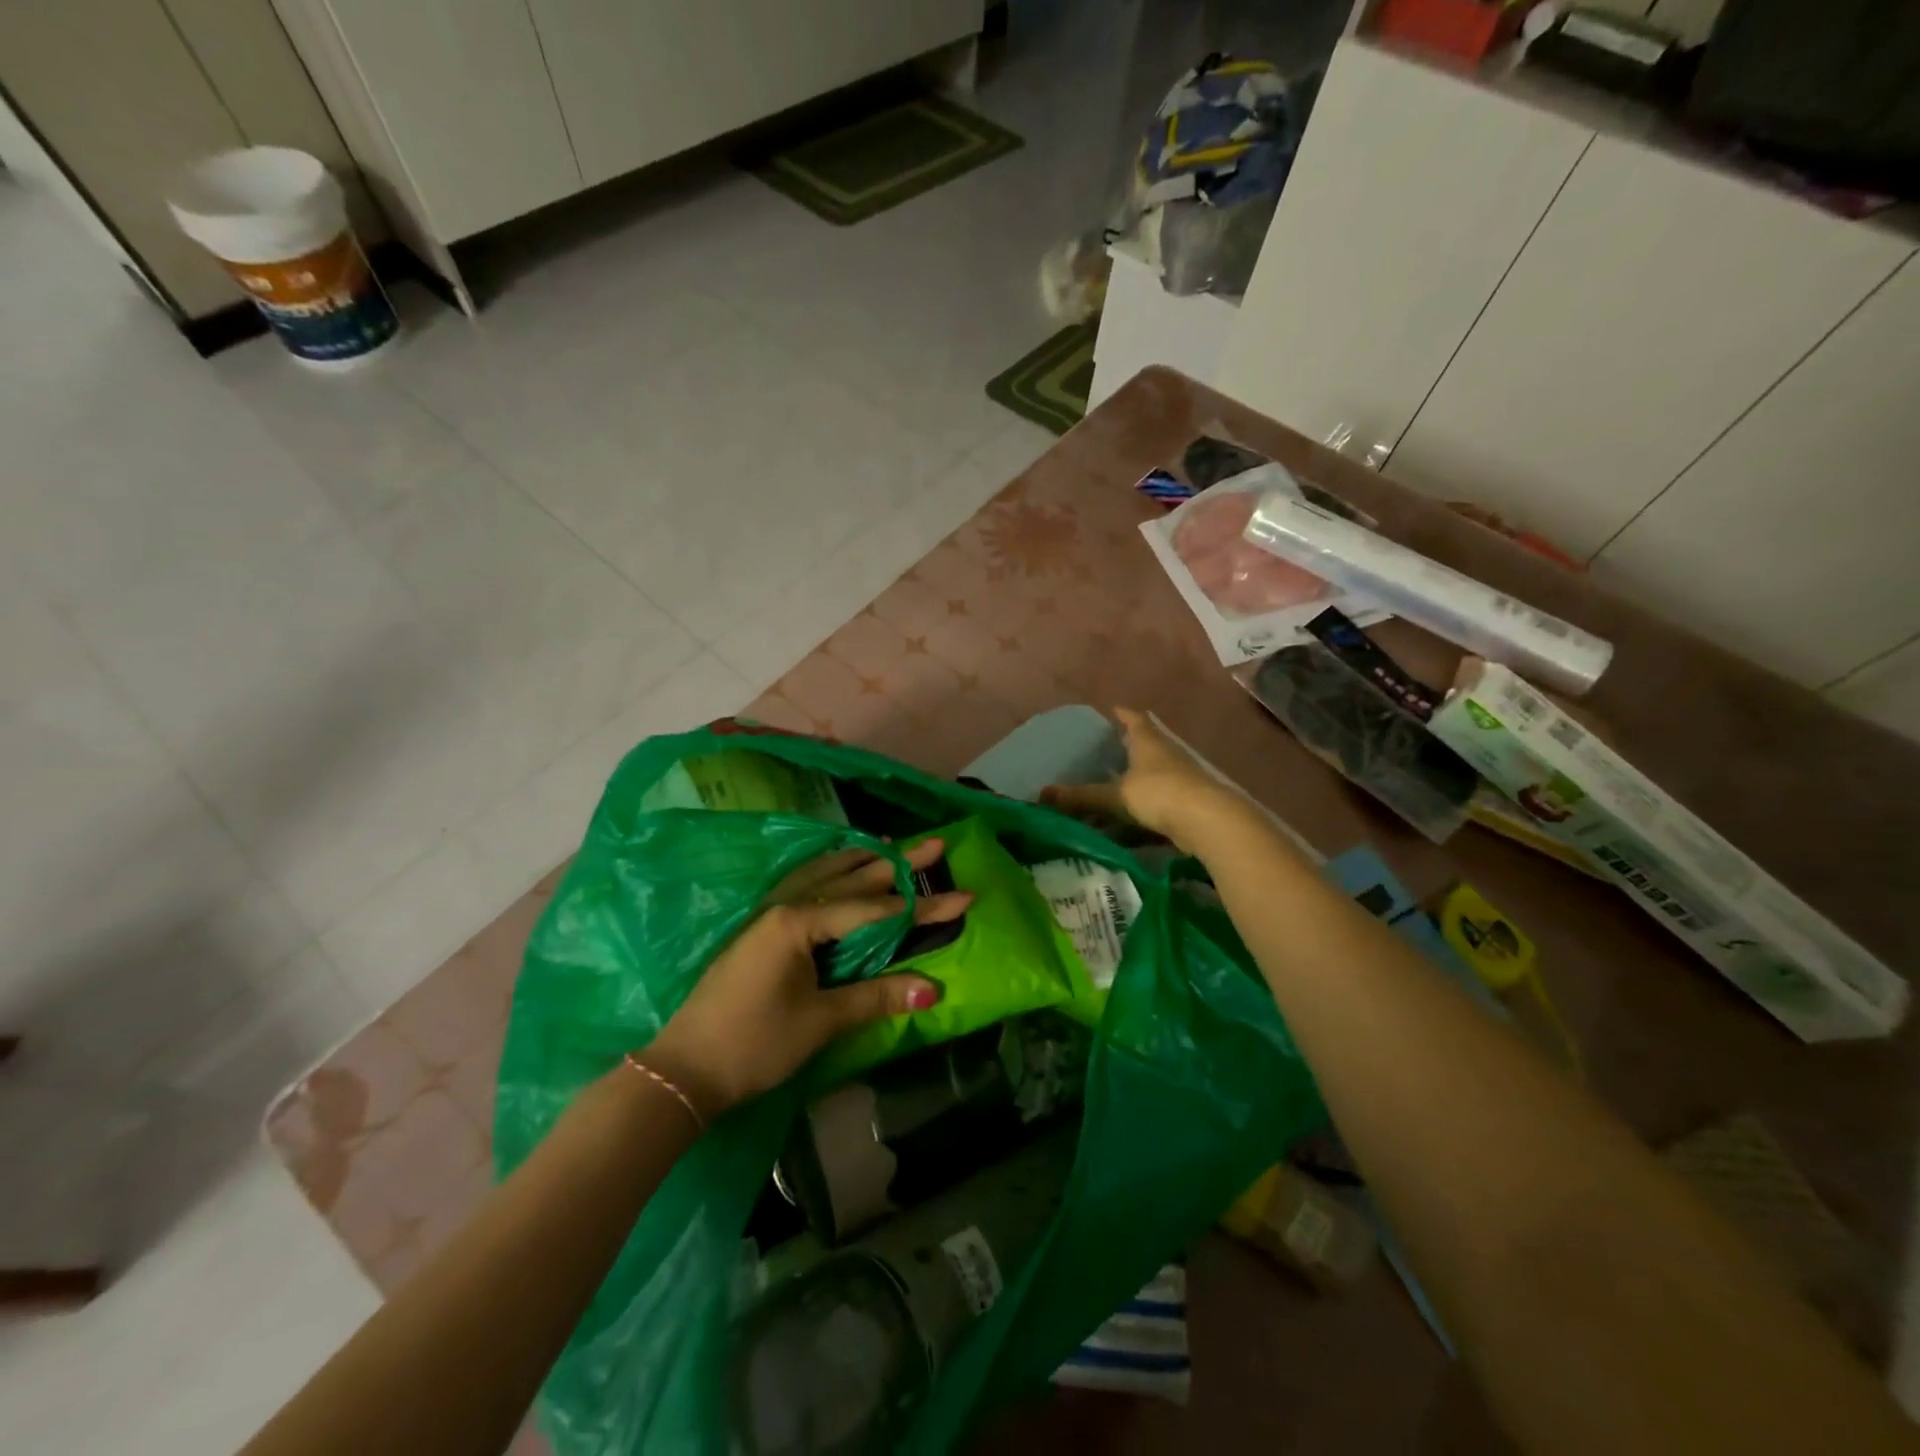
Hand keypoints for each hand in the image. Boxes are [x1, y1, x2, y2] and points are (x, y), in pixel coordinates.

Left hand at [640, 838, 970, 1120]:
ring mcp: (767, 915)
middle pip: (850, 879)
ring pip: (823, 876)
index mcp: (798, 922)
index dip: (921, 906)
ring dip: (859, 862)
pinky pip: (804, 887)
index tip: (963, 896)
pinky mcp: (759, 931)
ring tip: (890, 846)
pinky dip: (830, 875)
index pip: (873, 910)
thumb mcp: (821, 1021)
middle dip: (896, 864)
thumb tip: (934, 988)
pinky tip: (837, 873)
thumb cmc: (754, 1044)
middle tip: (935, 845)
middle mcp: (784, 907)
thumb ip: (877, 996)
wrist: (684, 1070)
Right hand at [1040, 707, 1249, 853]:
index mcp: (1148, 742)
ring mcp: (1178, 780)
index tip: (1109, 712)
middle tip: (1098, 755)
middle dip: (1122, 751)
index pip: (1133, 719)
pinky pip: (1155, 805)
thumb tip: (1042, 794)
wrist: (1209, 823)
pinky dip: (1138, 814)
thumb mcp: (1116, 795)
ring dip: (1129, 786)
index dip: (1121, 714)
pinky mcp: (1185, 805)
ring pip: (1148, 779)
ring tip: (1103, 793)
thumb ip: (1082, 796)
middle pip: (1142, 747)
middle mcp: (1165, 756)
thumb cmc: (1160, 793)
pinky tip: (1121, 828)